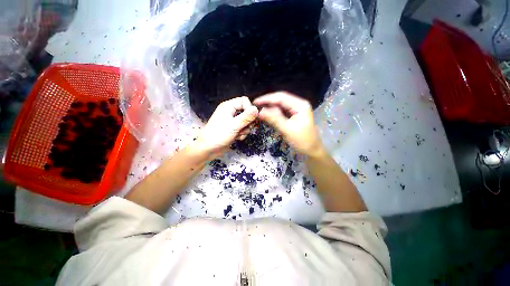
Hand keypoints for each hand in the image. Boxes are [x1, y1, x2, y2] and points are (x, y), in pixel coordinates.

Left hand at [196, 97, 258, 158]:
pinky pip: (243, 129)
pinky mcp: (233, 129)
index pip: (244, 101)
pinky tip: (237, 138)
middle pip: (247, 112)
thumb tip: (256, 109)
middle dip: (249, 121)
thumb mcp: (234, 126)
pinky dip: (242, 134)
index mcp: (228, 106)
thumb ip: (246, 117)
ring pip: (246, 122)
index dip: (249, 108)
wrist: (209, 149)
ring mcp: (232, 121)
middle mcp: (231, 112)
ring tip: (239, 134)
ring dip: (245, 129)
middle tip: (248, 127)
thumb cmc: (219, 135)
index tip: (252, 118)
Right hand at [254, 92, 324, 157]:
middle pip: (280, 100)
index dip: (267, 98)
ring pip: (280, 106)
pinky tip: (267, 115)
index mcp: (300, 105)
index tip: (255, 102)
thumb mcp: (287, 129)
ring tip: (259, 111)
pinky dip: (274, 113)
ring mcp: (296, 110)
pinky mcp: (293, 116)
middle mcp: (298, 104)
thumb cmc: (302, 141)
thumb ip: (273, 119)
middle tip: (255, 107)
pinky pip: (281, 112)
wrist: (312, 150)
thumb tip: (259, 111)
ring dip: (270, 108)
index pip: (281, 97)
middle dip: (268, 103)